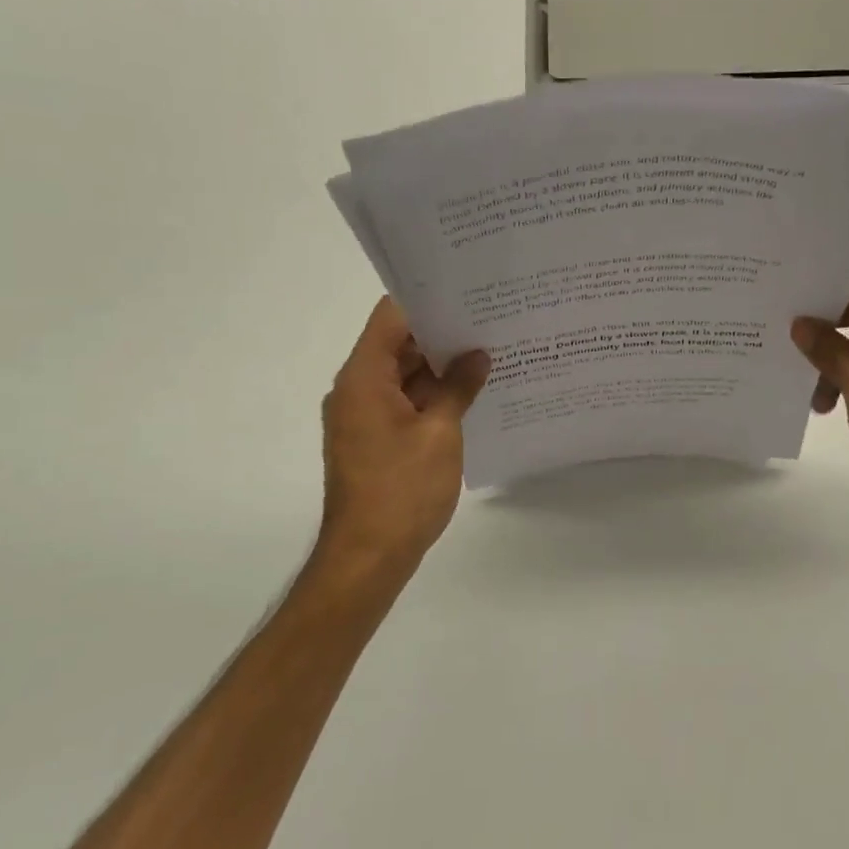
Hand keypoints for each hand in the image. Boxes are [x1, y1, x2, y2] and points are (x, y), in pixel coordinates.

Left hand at [313, 297, 489, 581]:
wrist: (369, 557)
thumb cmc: (402, 490)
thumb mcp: (440, 433)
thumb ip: (459, 388)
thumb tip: (478, 355)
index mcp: (364, 378)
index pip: (391, 317)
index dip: (427, 300)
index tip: (468, 292)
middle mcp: (357, 390)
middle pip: (398, 344)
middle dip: (442, 333)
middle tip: (491, 319)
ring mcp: (365, 416)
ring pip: (404, 375)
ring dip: (441, 367)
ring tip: (490, 351)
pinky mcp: (376, 438)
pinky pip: (406, 402)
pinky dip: (434, 394)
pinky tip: (473, 391)